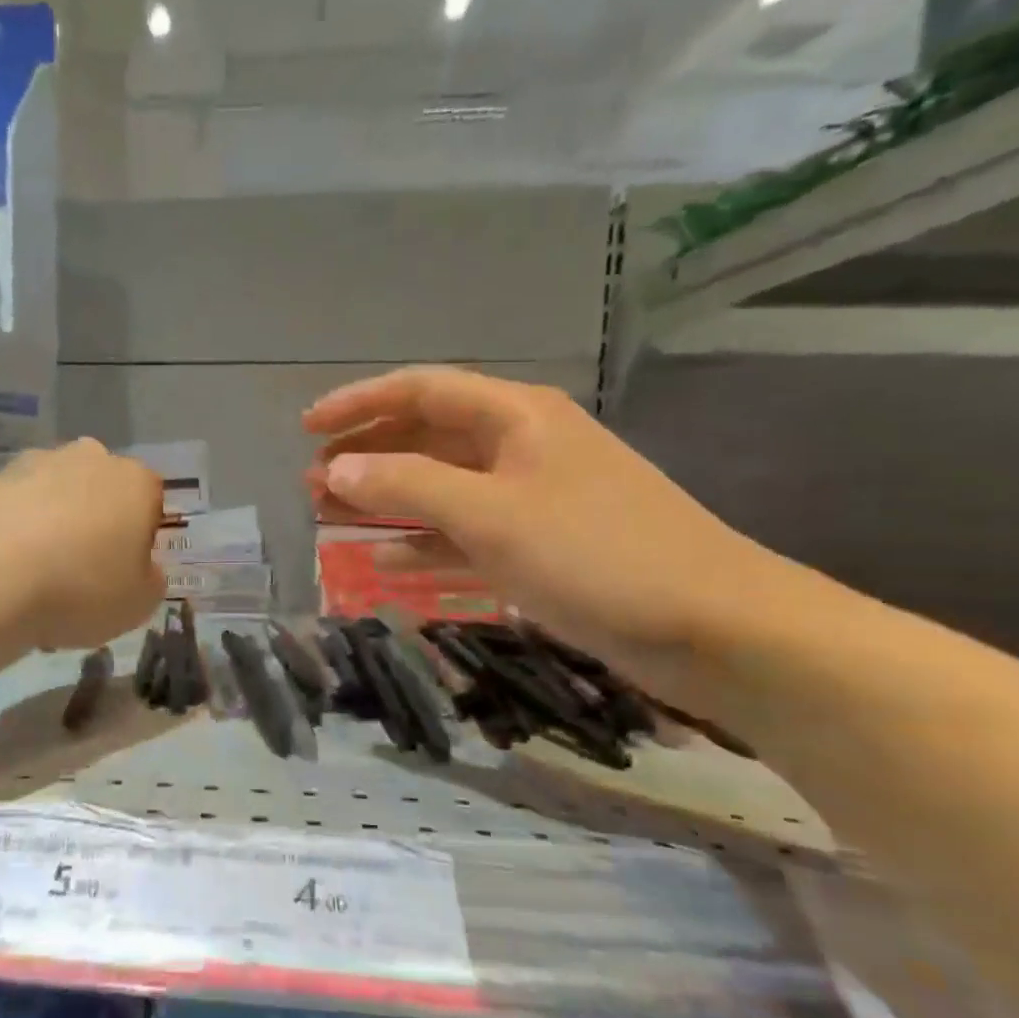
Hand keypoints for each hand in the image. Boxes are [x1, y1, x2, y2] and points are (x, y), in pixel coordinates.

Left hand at [0, 439, 164, 650]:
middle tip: (83, 571)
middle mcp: (88, 459)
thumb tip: (141, 568)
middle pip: (101, 490)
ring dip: (53, 524)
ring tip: (37, 577)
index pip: (151, 502)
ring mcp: (33, 464)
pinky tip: (5, 571)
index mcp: (135, 481)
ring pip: (54, 496)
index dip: (141, 538)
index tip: (125, 571)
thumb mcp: (139, 603)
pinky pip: (14, 509)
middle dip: (96, 522)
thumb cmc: (80, 588)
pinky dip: (14, 532)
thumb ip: (150, 580)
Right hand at [305, 368, 790, 698]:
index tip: (306, 429)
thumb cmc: (595, 554)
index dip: (359, 403)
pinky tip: (386, 559)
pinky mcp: (540, 543)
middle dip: (366, 456)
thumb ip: (406, 486)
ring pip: (440, 486)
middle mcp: (520, 444)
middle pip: (426, 436)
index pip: (419, 390)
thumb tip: (335, 470)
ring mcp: (531, 496)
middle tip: (311, 484)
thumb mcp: (489, 514)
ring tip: (331, 517)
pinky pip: (464, 531)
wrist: (712, 627)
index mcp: (514, 416)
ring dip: (386, 498)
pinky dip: (424, 541)